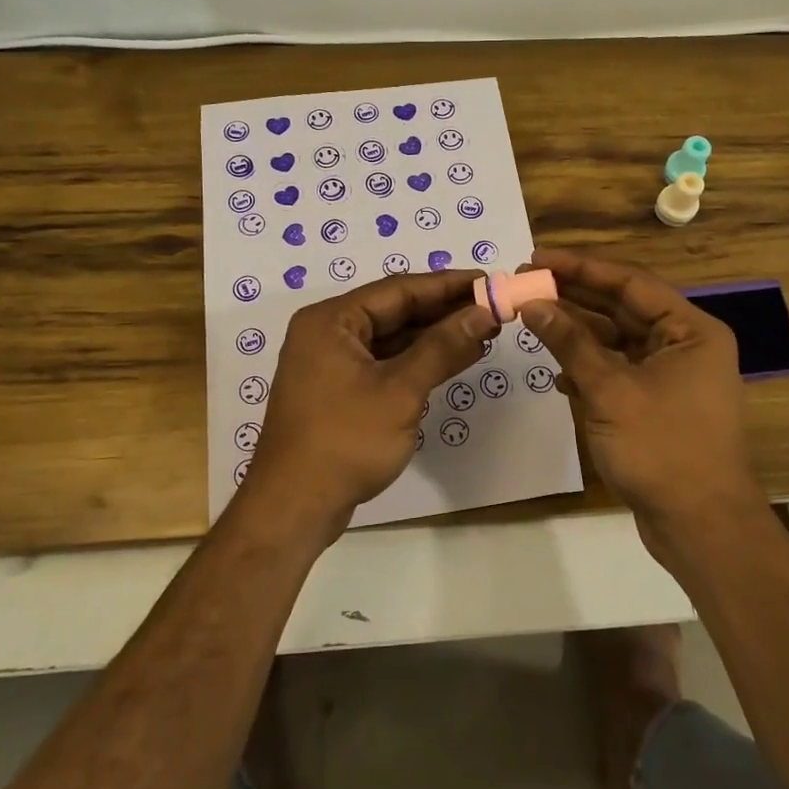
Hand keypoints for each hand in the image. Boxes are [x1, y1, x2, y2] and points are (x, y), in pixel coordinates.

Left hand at [241, 270, 496, 543]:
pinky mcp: (340, 391)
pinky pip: (385, 364)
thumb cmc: (345, 441)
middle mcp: (327, 333)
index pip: (398, 290)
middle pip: (394, 311)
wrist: (294, 506)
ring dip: (435, 337)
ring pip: (392, 339)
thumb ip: (443, 347)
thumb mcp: (400, 390)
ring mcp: (332, 364)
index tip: (489, 282)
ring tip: (484, 333)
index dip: (447, 285)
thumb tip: (484, 313)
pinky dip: (418, 362)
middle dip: (444, 312)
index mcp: (331, 320)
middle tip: (493, 309)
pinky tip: (455, 360)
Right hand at [519, 249, 762, 545]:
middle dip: (575, 298)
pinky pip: (617, 372)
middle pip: (622, 308)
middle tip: (527, 283)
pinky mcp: (656, 404)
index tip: (537, 258)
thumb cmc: (661, 449)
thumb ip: (570, 343)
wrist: (699, 526)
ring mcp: (671, 376)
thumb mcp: (609, 390)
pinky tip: (559, 375)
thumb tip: (532, 303)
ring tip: (533, 321)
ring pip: (616, 341)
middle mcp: (684, 345)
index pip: (630, 283)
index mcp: (690, 331)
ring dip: (577, 335)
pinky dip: (588, 370)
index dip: (581, 268)